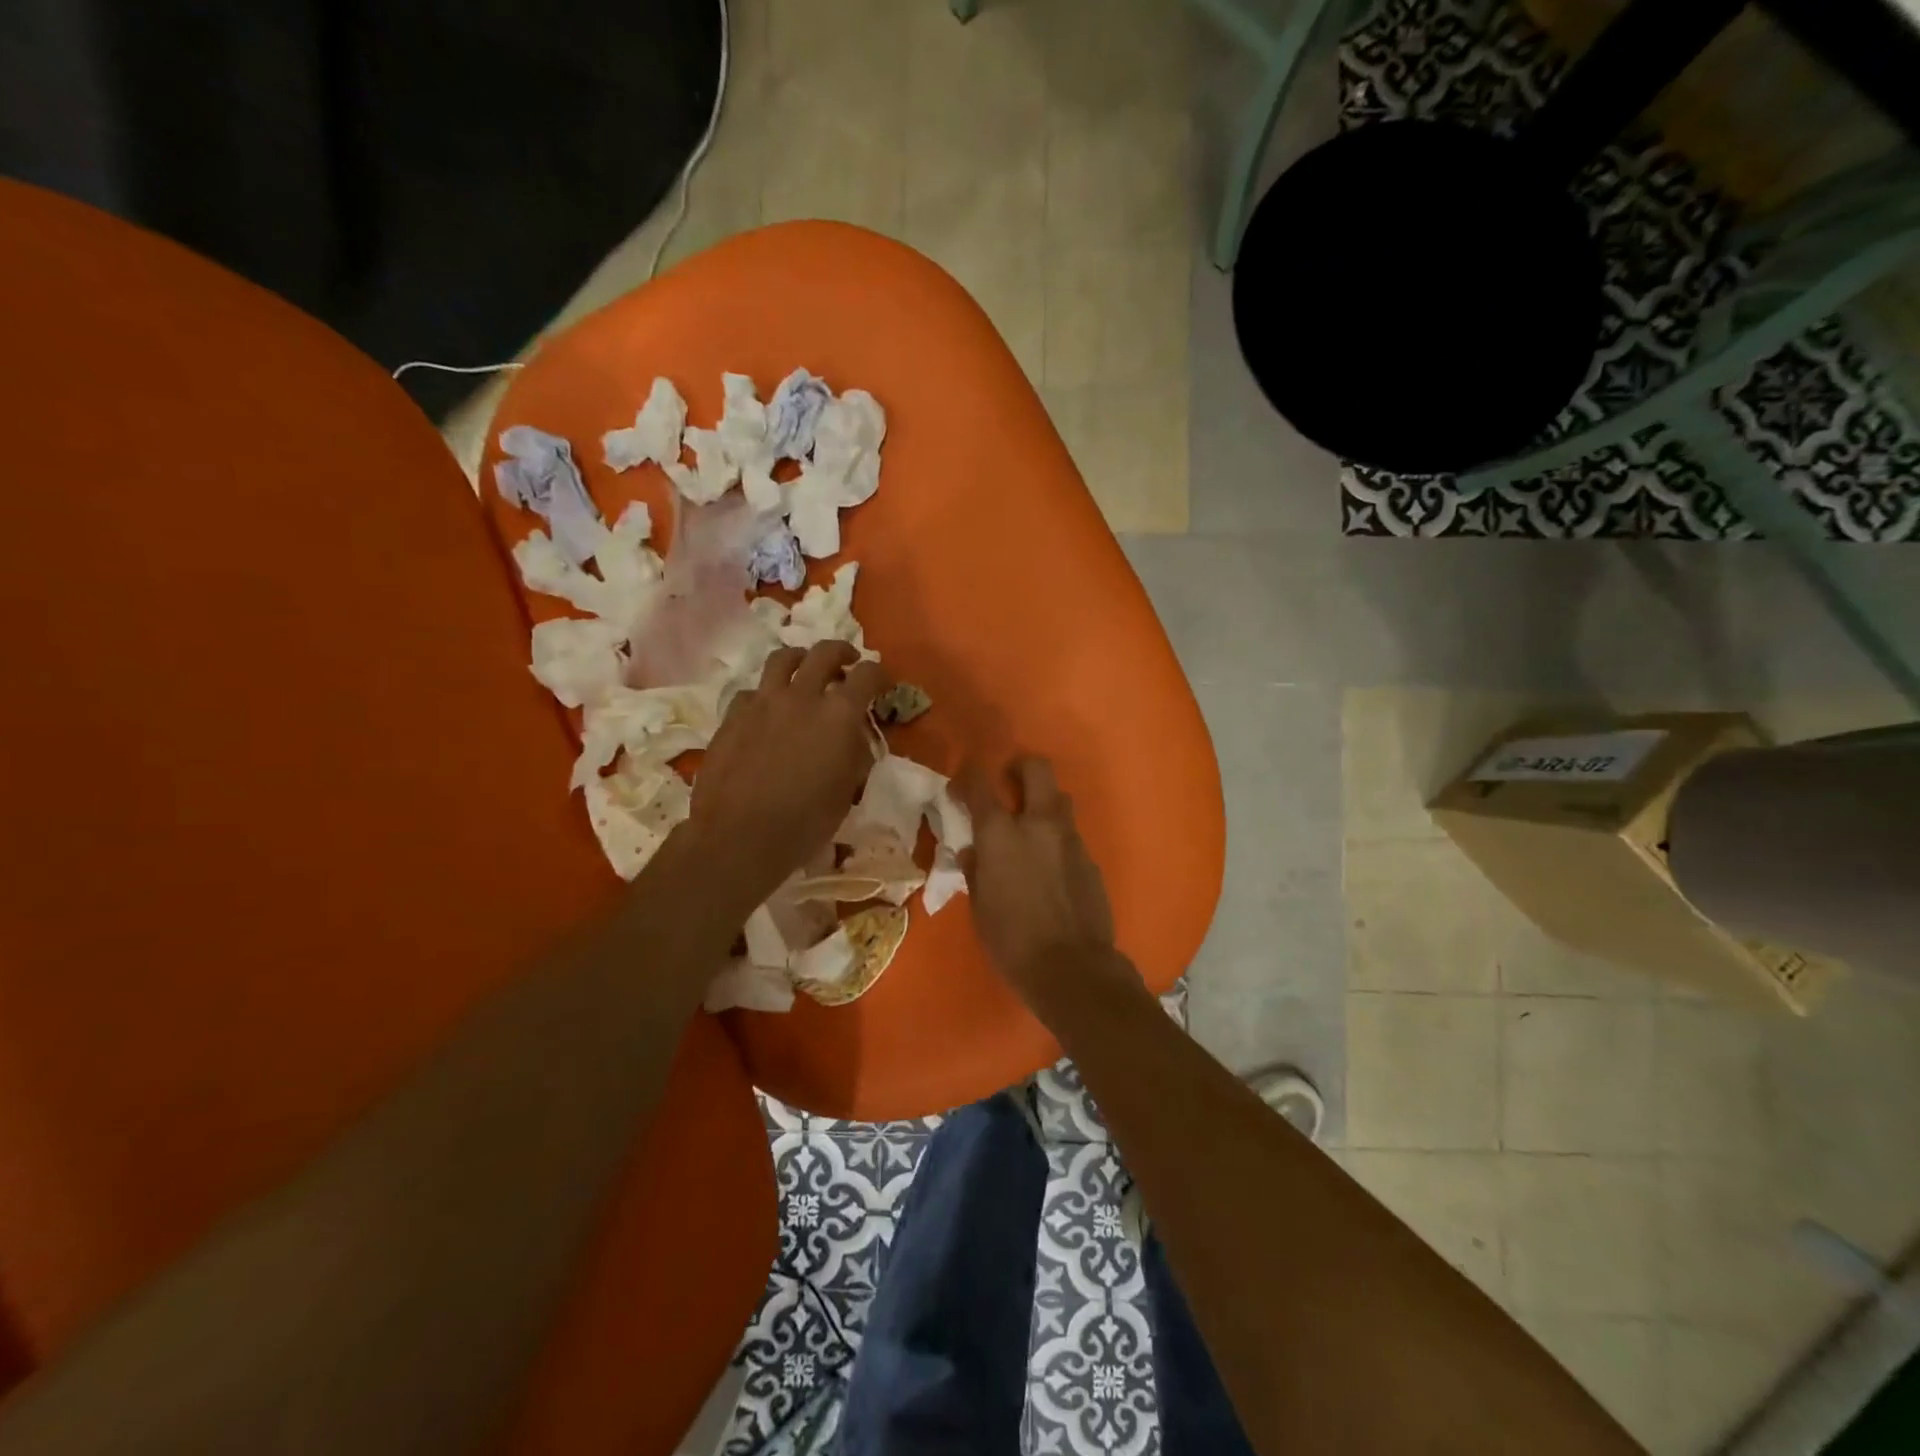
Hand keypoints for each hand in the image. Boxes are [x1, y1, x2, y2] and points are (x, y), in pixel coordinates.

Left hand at [687, 641, 888, 911]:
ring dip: (800, 660)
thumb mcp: (847, 790)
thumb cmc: (805, 821)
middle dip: (842, 653)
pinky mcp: (733, 715)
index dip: (880, 675)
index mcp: (839, 714)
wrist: (739, 835)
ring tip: (804, 671)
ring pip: (783, 659)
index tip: (883, 683)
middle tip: (847, 663)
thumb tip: (854, 738)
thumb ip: (855, 754)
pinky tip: (766, 711)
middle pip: (825, 653)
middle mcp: (802, 696)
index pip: (868, 675)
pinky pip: (752, 691)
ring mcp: (763, 702)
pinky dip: (765, 695)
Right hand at [956, 757, 1137, 1017]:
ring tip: (1030, 827)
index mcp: (1000, 834)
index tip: (961, 785)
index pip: (980, 784)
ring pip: (1060, 799)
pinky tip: (1051, 866)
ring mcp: (1070, 839)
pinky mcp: (1090, 859)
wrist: (1073, 969)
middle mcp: (1038, 824)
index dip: (968, 776)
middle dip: (1020, 768)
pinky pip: (1071, 835)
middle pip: (1037, 769)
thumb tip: (973, 853)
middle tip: (1008, 782)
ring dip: (1043, 802)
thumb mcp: (980, 908)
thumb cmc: (1012, 941)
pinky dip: (1057, 839)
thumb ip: (976, 871)